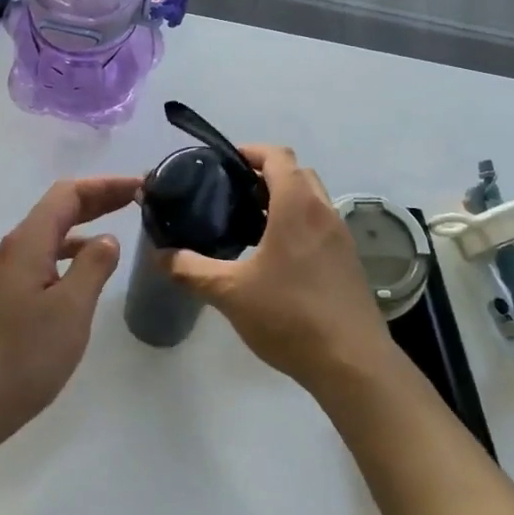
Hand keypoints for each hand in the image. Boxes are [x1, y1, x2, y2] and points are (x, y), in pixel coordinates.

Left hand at [0, 175, 139, 435]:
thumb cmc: (21, 356)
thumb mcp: (70, 309)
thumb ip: (93, 267)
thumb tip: (106, 239)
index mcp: (28, 243)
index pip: (69, 194)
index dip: (106, 185)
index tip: (141, 186)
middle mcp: (11, 252)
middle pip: (57, 211)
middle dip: (97, 201)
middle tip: (136, 201)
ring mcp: (0, 279)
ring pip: (47, 239)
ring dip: (81, 230)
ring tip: (114, 237)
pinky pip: (39, 263)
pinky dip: (66, 257)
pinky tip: (79, 280)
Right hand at [167, 145, 388, 388]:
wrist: (352, 362)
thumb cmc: (290, 316)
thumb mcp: (230, 293)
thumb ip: (191, 270)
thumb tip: (161, 255)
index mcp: (298, 206)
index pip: (278, 155)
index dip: (251, 151)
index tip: (224, 164)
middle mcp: (324, 211)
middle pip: (296, 173)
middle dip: (265, 175)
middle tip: (232, 195)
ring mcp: (341, 236)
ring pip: (312, 199)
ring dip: (284, 200)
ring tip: (249, 225)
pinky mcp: (348, 260)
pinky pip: (320, 224)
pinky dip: (298, 224)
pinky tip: (275, 258)